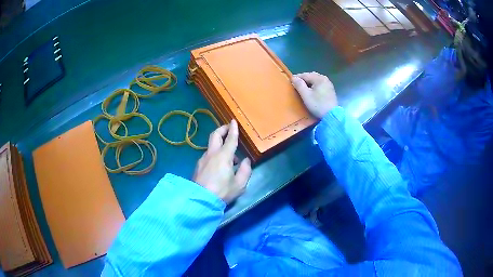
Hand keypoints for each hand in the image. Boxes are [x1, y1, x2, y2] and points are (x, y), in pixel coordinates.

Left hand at [193, 120, 251, 203]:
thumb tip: (246, 161)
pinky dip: (215, 155)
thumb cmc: (222, 192)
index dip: (233, 129)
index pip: (230, 139)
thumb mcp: (239, 184)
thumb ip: (245, 170)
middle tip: (228, 128)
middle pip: (215, 135)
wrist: (200, 200)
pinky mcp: (198, 166)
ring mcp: (202, 159)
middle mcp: (212, 154)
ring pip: (211, 146)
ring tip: (230, 158)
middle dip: (222, 129)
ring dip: (220, 145)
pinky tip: (219, 167)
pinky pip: (208, 155)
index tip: (234, 121)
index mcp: (224, 156)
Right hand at [292, 72, 337, 117]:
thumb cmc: (317, 104)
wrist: (331, 115)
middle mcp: (324, 78)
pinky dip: (315, 85)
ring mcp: (328, 83)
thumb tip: (293, 77)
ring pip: (316, 79)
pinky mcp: (330, 89)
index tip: (290, 82)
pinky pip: (320, 84)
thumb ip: (299, 85)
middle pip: (311, 76)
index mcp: (318, 78)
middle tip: (297, 85)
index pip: (304, 75)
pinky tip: (312, 90)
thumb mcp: (306, 95)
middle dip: (303, 79)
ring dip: (309, 82)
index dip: (297, 78)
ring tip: (304, 88)